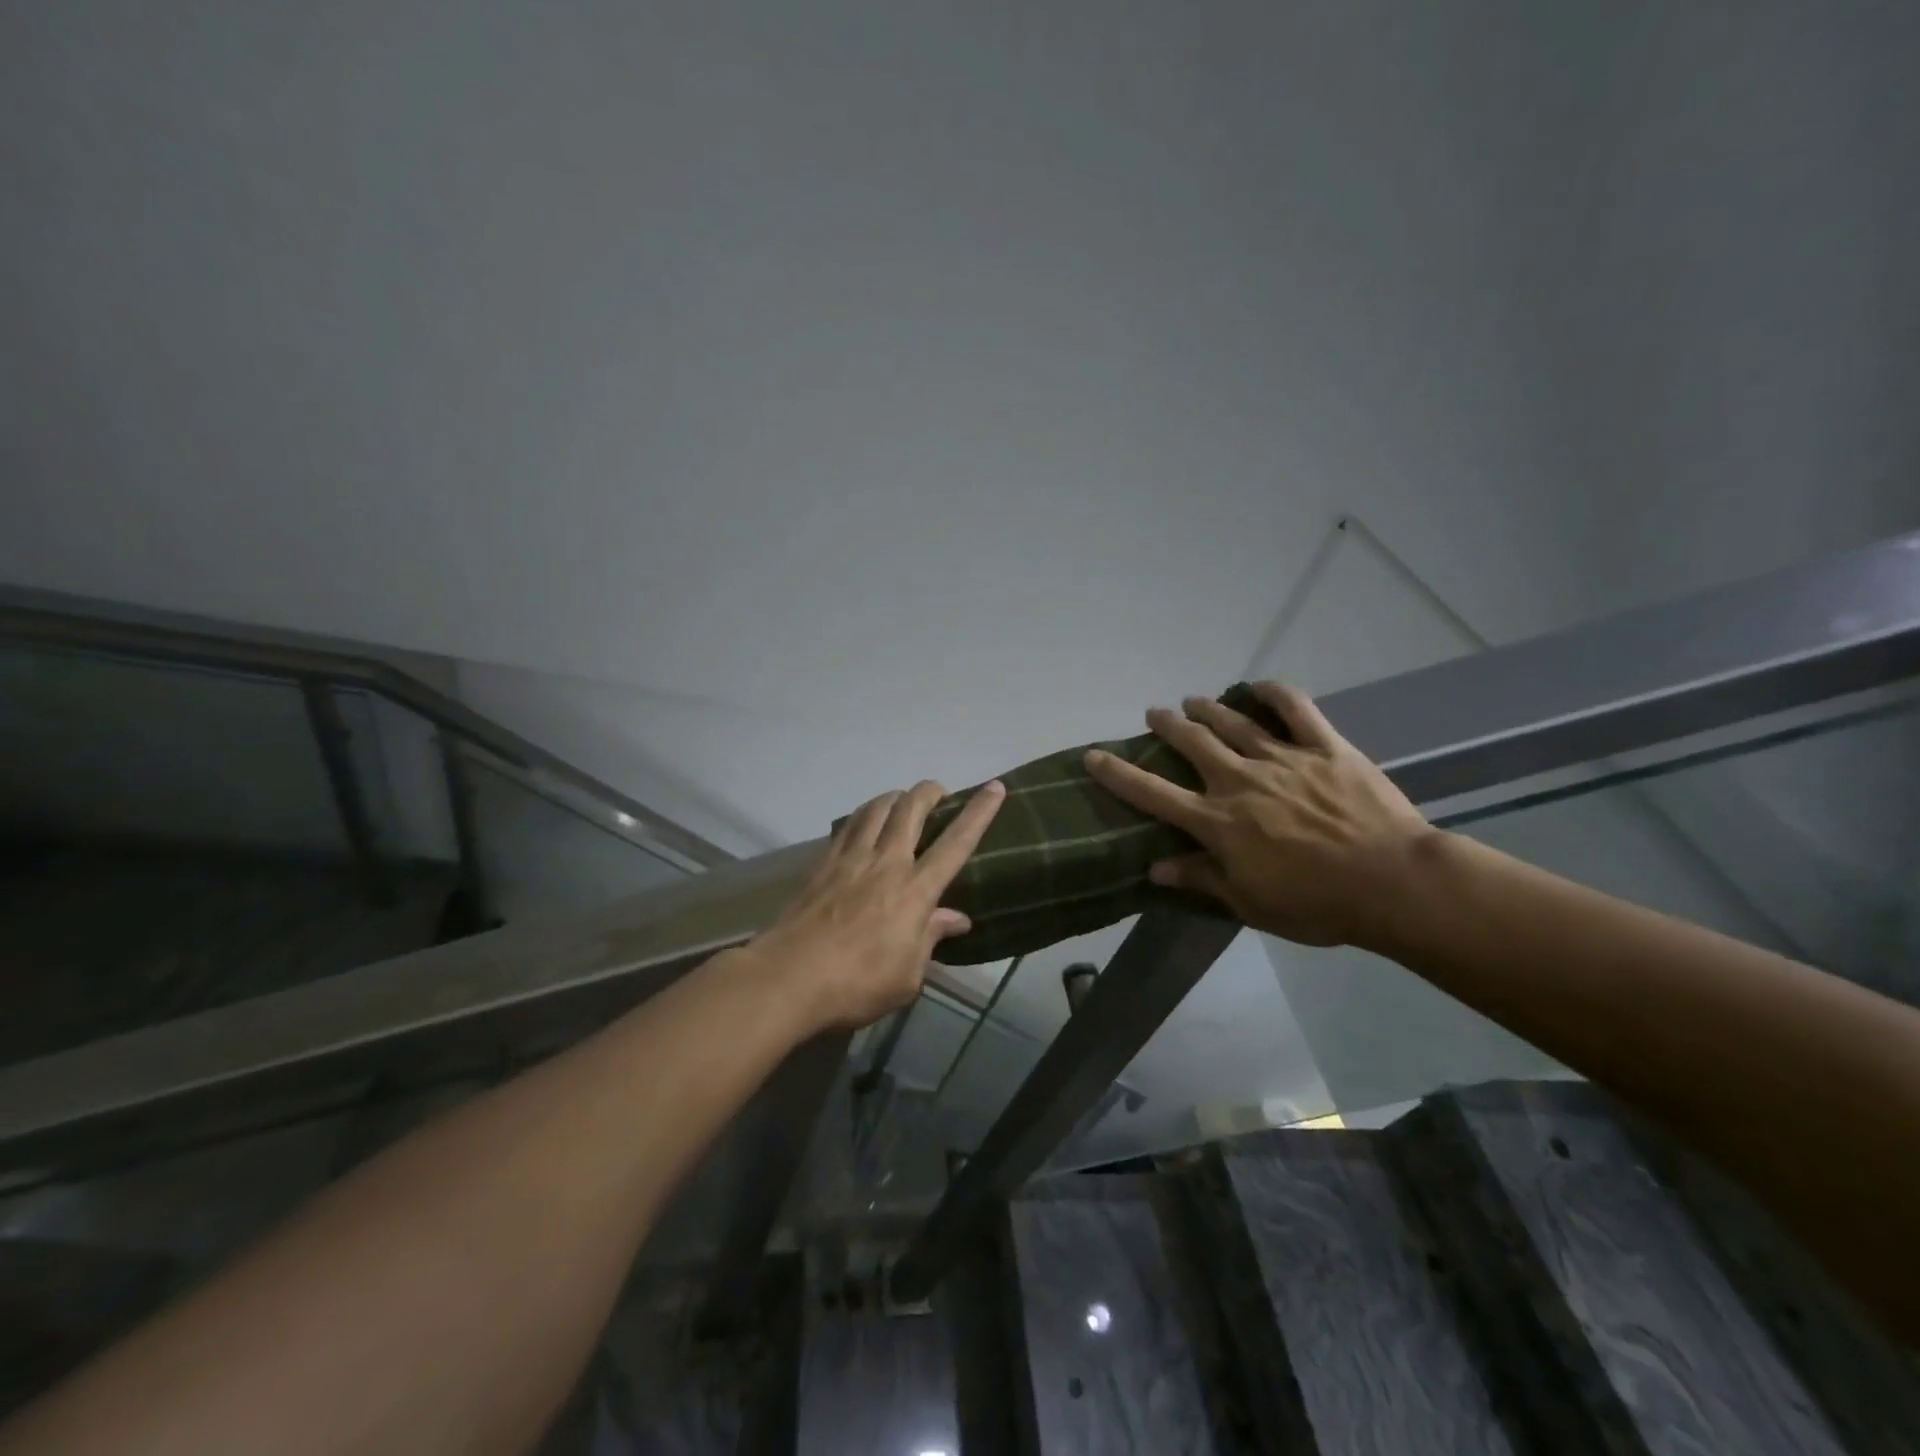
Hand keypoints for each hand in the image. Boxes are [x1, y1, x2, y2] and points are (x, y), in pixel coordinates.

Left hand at [742, 779, 1006, 1030]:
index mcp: (914, 891)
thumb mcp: (907, 977)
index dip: (978, 813)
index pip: (955, 844)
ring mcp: (850, 860)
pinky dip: (863, 816)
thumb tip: (956, 918)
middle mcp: (885, 864)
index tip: (994, 787)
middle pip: (910, 810)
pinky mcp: (822, 865)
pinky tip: (863, 823)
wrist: (788, 978)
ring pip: (876, 810)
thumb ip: (931, 939)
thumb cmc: (856, 985)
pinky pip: (848, 827)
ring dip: (894, 797)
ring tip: (901, 800)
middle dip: (929, 792)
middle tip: (938, 791)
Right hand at [1084, 682, 1433, 947]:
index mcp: (1218, 821)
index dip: (1117, 773)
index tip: (1094, 756)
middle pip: (1192, 742)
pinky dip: (1274, 692)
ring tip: (1193, 700)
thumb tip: (1154, 868)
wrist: (1395, 884)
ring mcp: (1284, 758)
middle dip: (1168, 724)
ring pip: (1233, 722)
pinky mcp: (1326, 747)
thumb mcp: (1250, 903)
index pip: (1153, 793)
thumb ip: (1201, 879)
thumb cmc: (1318, 904)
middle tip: (1156, 714)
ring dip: (1207, 708)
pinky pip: (1296, 709)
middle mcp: (1240, 781)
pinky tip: (1259, 686)